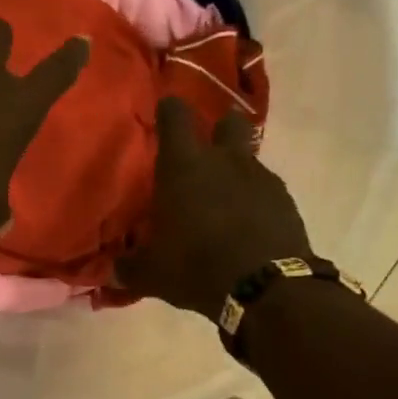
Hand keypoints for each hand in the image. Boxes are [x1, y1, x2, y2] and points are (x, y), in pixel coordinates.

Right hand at [118, 96, 312, 320]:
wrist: (266, 288)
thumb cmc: (196, 267)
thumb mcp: (152, 274)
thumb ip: (129, 267)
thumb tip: (112, 271)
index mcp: (184, 166)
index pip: (175, 114)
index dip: (169, 110)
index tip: (164, 115)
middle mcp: (224, 160)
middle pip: (228, 121)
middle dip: (218, 129)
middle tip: (205, 154)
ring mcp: (260, 176)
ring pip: (248, 157)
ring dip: (236, 172)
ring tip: (224, 202)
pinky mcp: (285, 200)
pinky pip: (266, 189)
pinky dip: (255, 200)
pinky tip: (247, 225)